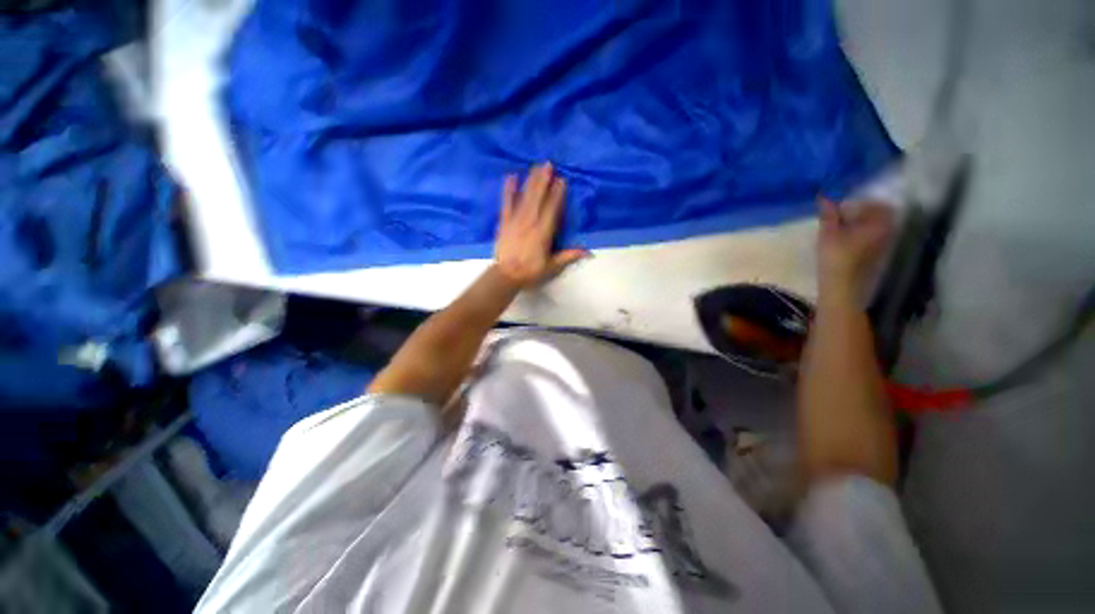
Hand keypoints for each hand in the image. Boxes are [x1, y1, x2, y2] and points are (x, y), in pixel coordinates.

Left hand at [494, 162, 586, 288]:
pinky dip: (508, 190)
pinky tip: (510, 177)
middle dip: (543, 181)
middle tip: (548, 164)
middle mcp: (530, 223)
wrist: (506, 275)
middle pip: (538, 198)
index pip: (552, 210)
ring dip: (531, 181)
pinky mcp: (505, 222)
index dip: (557, 195)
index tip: (562, 180)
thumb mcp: (552, 266)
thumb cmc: (530, 271)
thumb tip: (588, 252)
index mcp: (543, 233)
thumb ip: (568, 256)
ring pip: (525, 198)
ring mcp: (516, 221)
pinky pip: (507, 204)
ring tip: (536, 167)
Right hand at [817, 197, 893, 297]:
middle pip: (878, 215)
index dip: (859, 203)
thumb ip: (828, 214)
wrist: (843, 287)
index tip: (842, 207)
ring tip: (840, 229)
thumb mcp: (828, 233)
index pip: (876, 204)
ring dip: (860, 224)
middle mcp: (888, 231)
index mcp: (880, 223)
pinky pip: (872, 237)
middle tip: (840, 216)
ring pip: (875, 227)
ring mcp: (885, 244)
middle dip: (860, 213)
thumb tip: (824, 196)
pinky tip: (845, 241)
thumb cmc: (836, 258)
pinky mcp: (877, 255)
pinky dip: (861, 235)